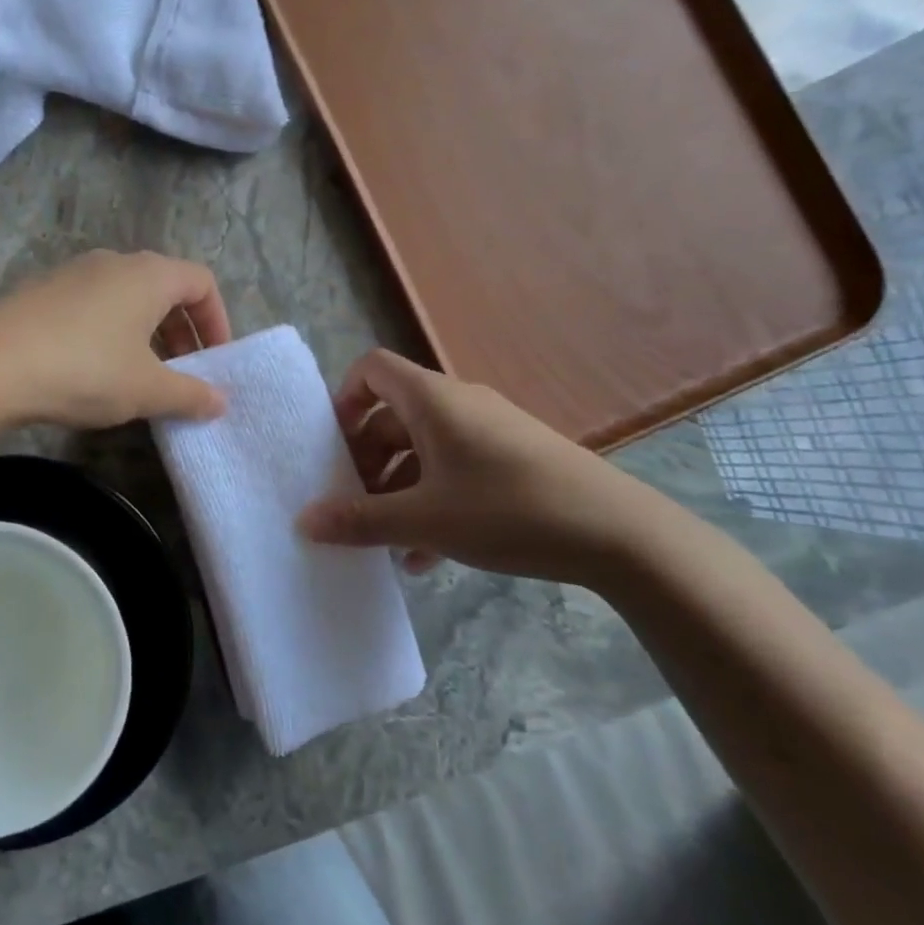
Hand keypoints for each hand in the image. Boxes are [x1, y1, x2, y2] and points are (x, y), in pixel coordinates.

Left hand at [0, 250, 232, 428]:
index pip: (202, 282)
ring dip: (145, 333)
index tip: (215, 361)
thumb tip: (220, 401)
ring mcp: (73, 273)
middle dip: (182, 331)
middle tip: (182, 373)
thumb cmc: (85, 369)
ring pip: (126, 297)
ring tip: (140, 375)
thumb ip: (190, 394)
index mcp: (149, 274)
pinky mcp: (42, 291)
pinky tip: (94, 370)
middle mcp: (113, 262)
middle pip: (164, 287)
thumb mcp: (146, 389)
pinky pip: (92, 305)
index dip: (218, 321)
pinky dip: (110, 331)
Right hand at [296, 349, 688, 583]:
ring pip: (423, 450)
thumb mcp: (424, 520)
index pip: (372, 369)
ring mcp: (490, 432)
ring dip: (397, 490)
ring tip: (385, 540)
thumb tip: (304, 521)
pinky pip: (455, 469)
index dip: (343, 399)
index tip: (332, 447)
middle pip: (393, 417)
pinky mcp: (514, 460)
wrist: (619, 534)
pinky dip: (432, 501)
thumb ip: (360, 520)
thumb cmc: (508, 510)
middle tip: (353, 505)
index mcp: (432, 400)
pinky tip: (426, 555)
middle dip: (366, 461)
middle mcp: (458, 404)